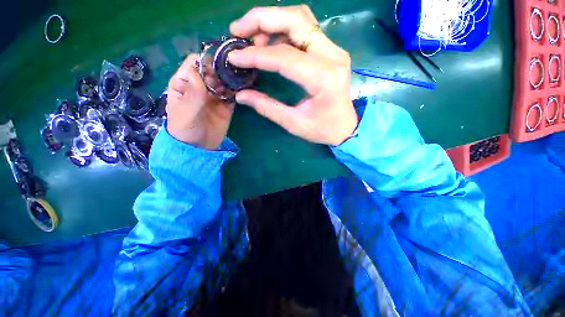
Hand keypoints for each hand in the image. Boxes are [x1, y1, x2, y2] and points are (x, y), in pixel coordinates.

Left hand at [166, 54, 234, 149]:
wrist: (199, 148)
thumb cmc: (185, 129)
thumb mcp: (185, 112)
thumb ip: (193, 94)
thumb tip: (198, 71)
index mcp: (184, 83)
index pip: (194, 63)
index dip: (205, 61)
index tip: (218, 63)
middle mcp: (201, 85)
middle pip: (212, 70)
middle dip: (222, 69)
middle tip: (233, 72)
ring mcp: (215, 95)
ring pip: (224, 80)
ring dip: (231, 78)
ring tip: (240, 77)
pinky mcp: (226, 105)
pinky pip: (232, 94)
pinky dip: (238, 90)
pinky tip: (244, 88)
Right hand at [228, 5, 357, 145]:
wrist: (346, 127)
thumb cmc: (323, 130)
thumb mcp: (294, 123)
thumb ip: (267, 107)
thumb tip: (241, 95)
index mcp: (323, 78)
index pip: (284, 56)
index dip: (256, 55)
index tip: (234, 57)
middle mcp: (332, 56)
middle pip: (295, 19)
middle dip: (261, 19)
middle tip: (238, 30)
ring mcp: (334, 50)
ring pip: (300, 18)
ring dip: (272, 20)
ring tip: (252, 37)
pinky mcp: (331, 51)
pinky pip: (305, 28)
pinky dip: (283, 28)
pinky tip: (270, 41)